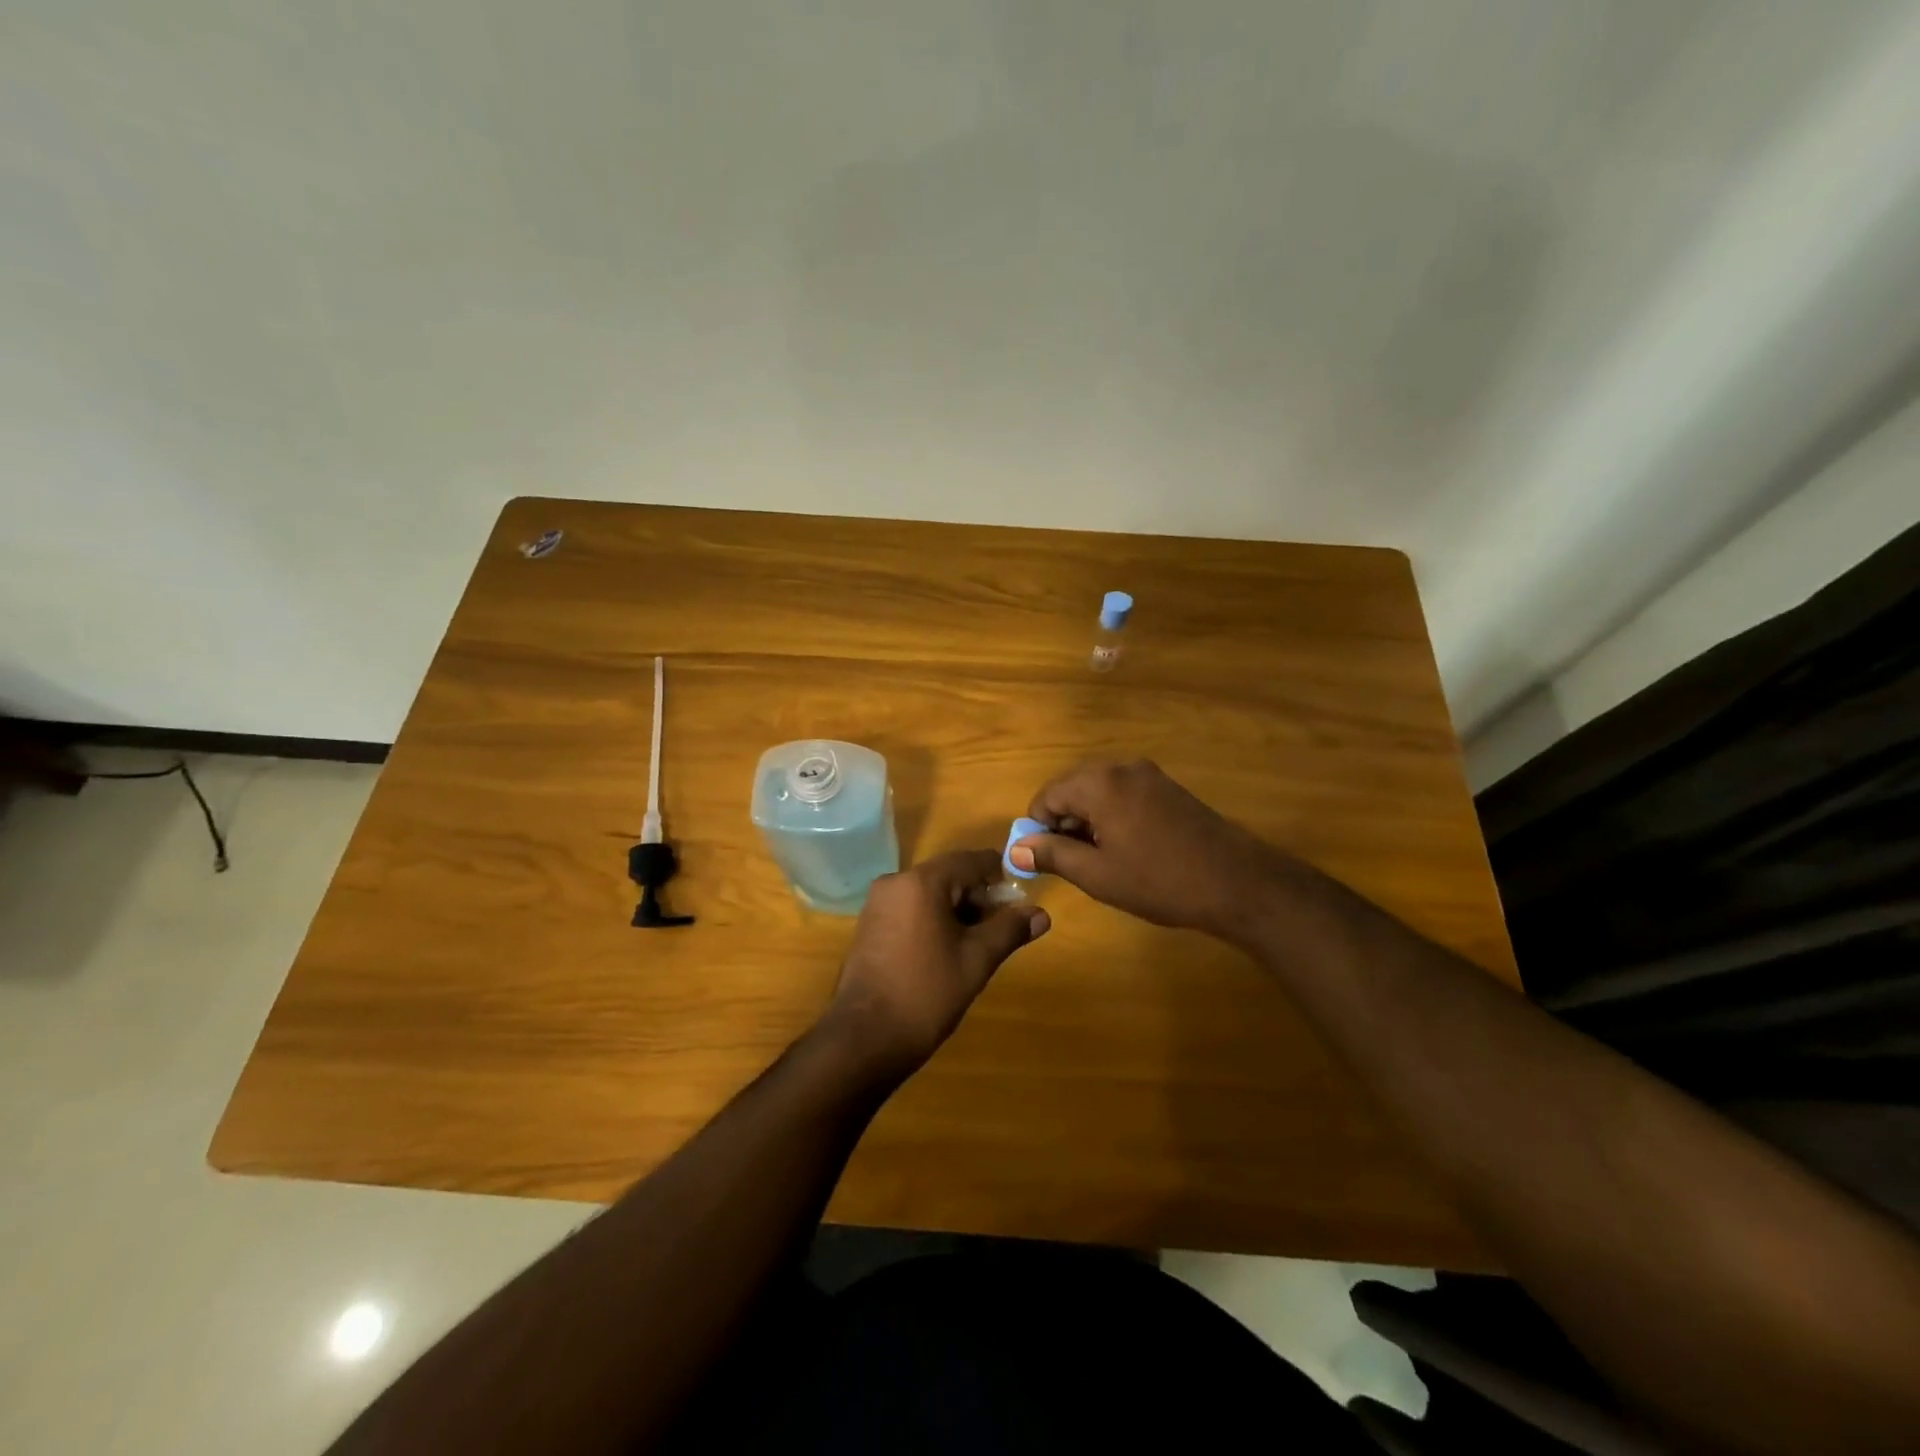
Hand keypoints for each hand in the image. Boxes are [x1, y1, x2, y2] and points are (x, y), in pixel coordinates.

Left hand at [824, 849, 1048, 1080]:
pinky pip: (911, 909)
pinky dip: (934, 920)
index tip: (1021, 901)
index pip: (971, 861)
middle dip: (979, 898)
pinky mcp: (870, 925)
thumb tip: (1041, 914)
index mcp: (921, 882)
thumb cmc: (926, 993)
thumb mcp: (977, 960)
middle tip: (1002, 931)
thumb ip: (1009, 930)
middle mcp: (895, 882)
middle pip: (950, 875)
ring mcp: (878, 904)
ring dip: (958, 911)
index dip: (1000, 876)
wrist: (865, 1038)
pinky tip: (947, 952)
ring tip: (978, 946)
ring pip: (930, 894)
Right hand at [1010, 759, 1281, 940]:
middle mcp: (1121, 767)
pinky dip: (1112, 817)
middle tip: (1074, 863)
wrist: (1237, 883)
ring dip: (1088, 822)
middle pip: (1071, 789)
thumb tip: (1016, 848)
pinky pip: (1123, 794)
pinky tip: (1127, 849)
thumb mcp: (1097, 874)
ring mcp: (1149, 775)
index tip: (1046, 861)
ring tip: (1102, 861)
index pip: (1047, 796)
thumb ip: (1053, 854)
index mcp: (1099, 783)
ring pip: (1098, 792)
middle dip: (1063, 824)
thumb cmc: (1160, 881)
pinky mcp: (1168, 788)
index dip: (1038, 829)